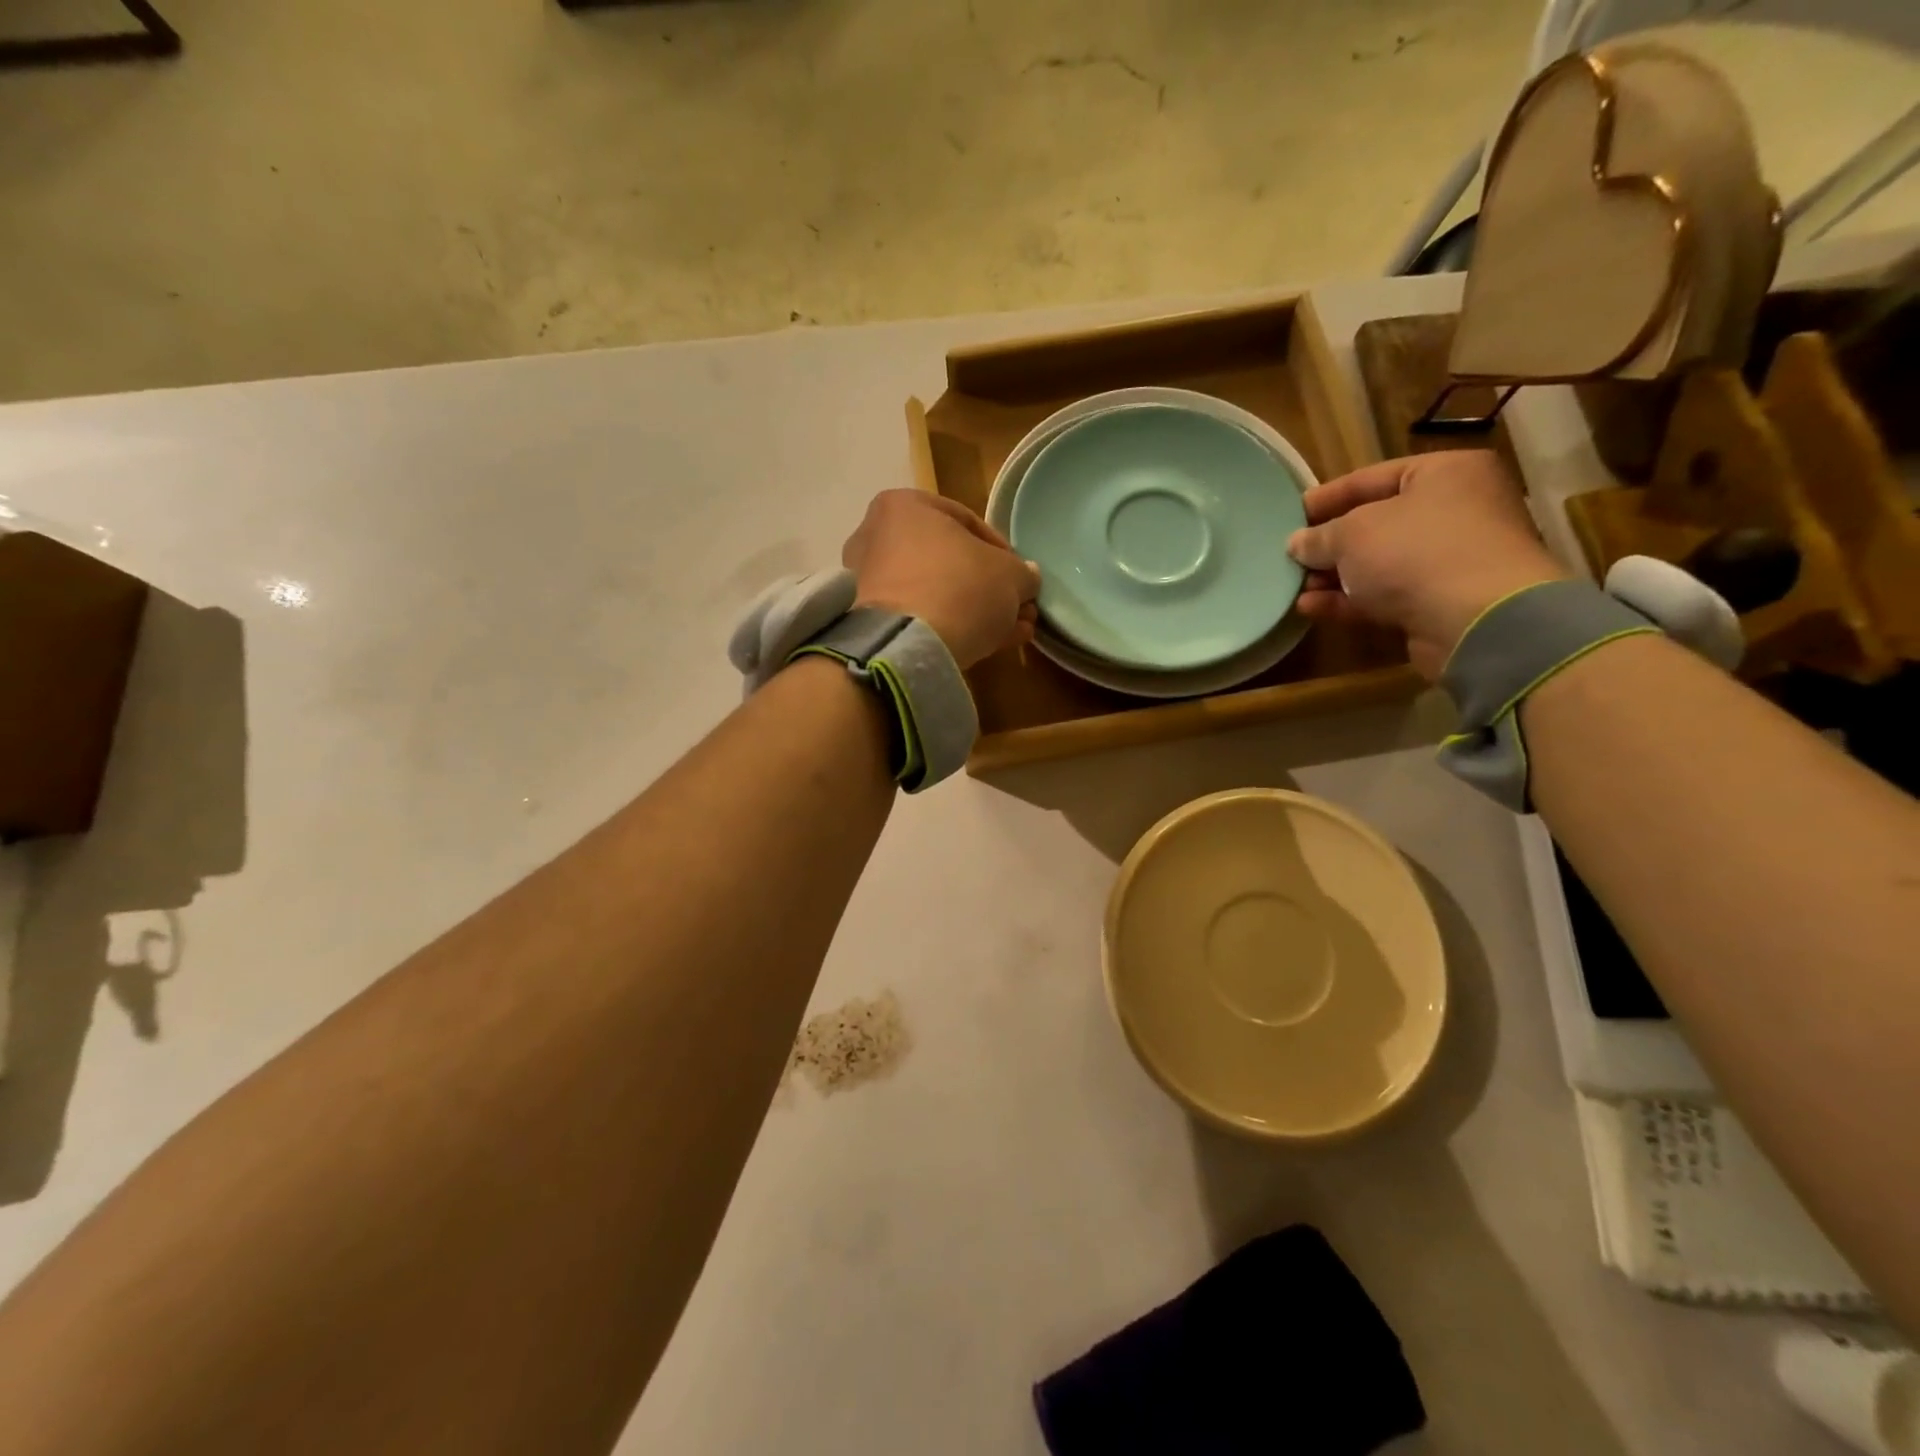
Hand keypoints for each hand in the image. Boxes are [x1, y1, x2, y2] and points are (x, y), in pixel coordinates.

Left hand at [843, 490, 1041, 667]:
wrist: (908, 646)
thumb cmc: (960, 588)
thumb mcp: (1010, 576)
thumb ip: (1022, 573)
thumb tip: (1025, 577)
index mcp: (904, 506)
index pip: (966, 521)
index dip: (1003, 552)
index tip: (1021, 577)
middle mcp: (876, 537)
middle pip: (948, 561)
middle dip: (988, 587)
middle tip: (1019, 608)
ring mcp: (868, 582)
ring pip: (936, 592)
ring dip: (976, 611)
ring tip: (1012, 632)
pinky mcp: (869, 623)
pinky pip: (919, 618)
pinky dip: (952, 627)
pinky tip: (988, 645)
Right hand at [1287, 450, 1566, 679]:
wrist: (1477, 619)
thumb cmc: (1415, 551)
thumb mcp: (1352, 533)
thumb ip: (1319, 536)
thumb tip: (1297, 543)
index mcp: (1445, 473)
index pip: (1372, 477)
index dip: (1328, 496)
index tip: (1292, 514)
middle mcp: (1456, 510)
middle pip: (1376, 523)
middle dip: (1330, 544)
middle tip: (1292, 556)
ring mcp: (1451, 560)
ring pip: (1379, 564)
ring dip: (1334, 577)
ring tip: (1296, 587)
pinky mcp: (1441, 602)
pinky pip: (1386, 596)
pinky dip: (1349, 601)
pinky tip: (1310, 608)